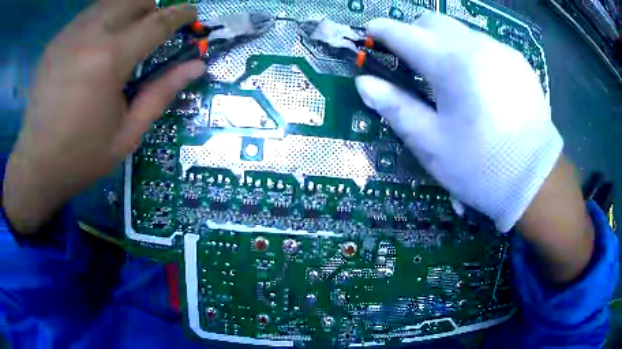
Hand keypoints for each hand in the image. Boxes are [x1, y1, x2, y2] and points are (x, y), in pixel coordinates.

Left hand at [3, 0, 204, 233]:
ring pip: (109, 2)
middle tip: (153, 26)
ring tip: (124, 34)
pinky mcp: (55, 42)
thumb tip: (197, 66)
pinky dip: (101, 21)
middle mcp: (89, 36)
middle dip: (151, 7)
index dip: (180, 14)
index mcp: (109, 61)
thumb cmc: (81, 157)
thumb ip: (161, 93)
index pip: (157, 23)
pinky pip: (87, 16)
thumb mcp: (127, 134)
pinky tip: (95, 45)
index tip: (192, 13)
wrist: (36, 166)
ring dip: (125, 11)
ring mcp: (68, 35)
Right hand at [356, 13, 562, 231]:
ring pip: (460, 31)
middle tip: (411, 61)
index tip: (371, 34)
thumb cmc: (481, 167)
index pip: (405, 33)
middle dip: (414, 33)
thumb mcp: (432, 144)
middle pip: (432, 22)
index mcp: (452, 65)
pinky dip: (470, 54)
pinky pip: (484, 45)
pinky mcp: (518, 63)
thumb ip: (396, 108)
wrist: (536, 181)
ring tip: (448, 77)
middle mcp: (477, 46)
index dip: (382, 31)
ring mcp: (502, 51)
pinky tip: (478, 84)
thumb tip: (365, 83)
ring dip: (444, 44)